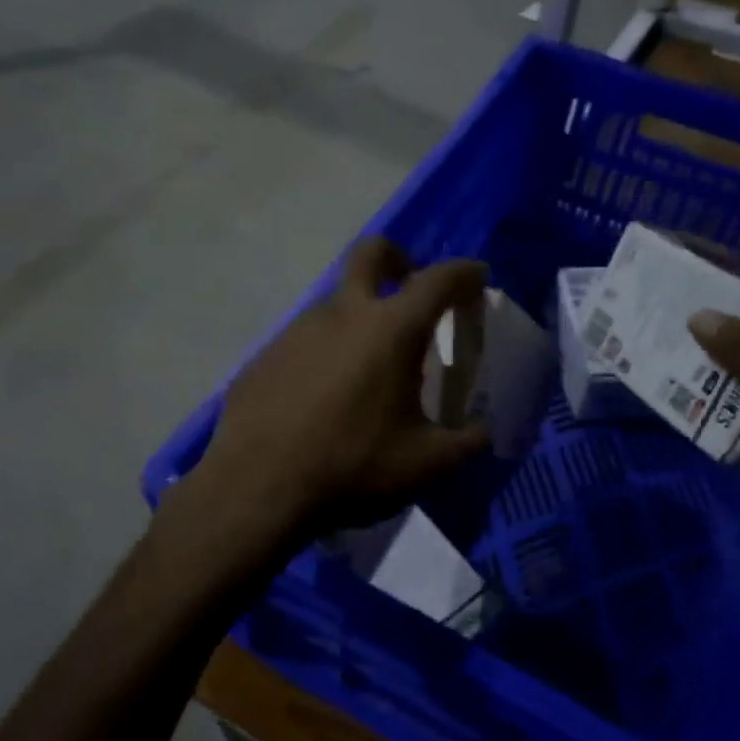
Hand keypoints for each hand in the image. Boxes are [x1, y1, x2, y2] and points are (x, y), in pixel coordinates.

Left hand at [182, 237, 490, 543]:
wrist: (256, 487)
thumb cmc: (351, 467)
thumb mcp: (424, 464)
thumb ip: (465, 442)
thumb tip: (483, 432)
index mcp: (390, 329)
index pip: (438, 279)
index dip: (465, 273)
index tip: (477, 279)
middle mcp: (342, 313)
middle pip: (370, 253)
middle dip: (398, 257)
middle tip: (410, 283)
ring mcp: (296, 330)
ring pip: (336, 302)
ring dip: (359, 315)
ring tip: (369, 368)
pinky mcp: (265, 354)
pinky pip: (306, 339)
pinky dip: (326, 351)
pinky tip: (324, 396)